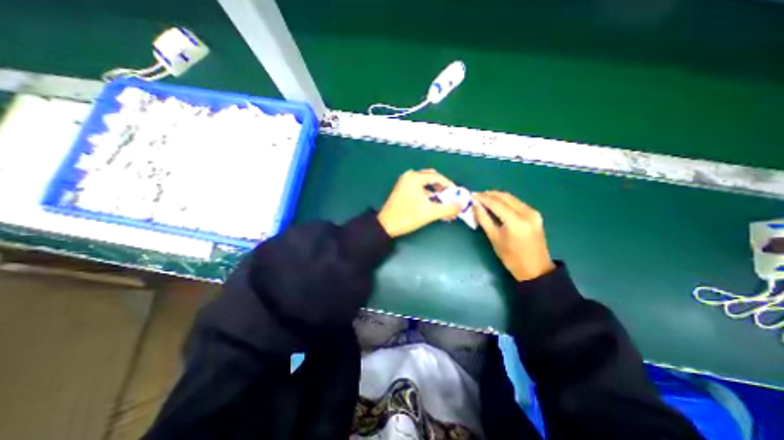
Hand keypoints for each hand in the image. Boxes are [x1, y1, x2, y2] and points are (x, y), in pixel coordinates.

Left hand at [379, 168, 460, 236]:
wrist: (385, 226)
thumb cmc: (407, 216)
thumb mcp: (430, 213)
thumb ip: (448, 208)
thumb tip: (461, 205)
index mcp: (414, 178)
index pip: (437, 177)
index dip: (449, 185)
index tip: (457, 194)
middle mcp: (409, 177)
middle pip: (431, 179)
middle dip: (442, 189)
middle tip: (450, 198)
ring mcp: (404, 184)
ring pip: (425, 185)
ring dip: (435, 193)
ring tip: (443, 204)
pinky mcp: (402, 191)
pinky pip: (419, 190)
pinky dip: (427, 196)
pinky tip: (432, 205)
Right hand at [472, 189, 556, 279]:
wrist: (535, 269)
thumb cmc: (511, 257)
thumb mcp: (494, 238)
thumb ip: (483, 219)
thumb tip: (474, 205)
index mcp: (516, 221)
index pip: (496, 203)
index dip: (482, 198)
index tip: (471, 195)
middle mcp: (527, 213)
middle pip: (505, 197)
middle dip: (489, 194)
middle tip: (476, 196)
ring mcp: (533, 212)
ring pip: (511, 198)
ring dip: (497, 196)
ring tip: (483, 198)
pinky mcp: (535, 214)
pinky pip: (517, 202)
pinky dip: (505, 201)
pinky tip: (496, 204)